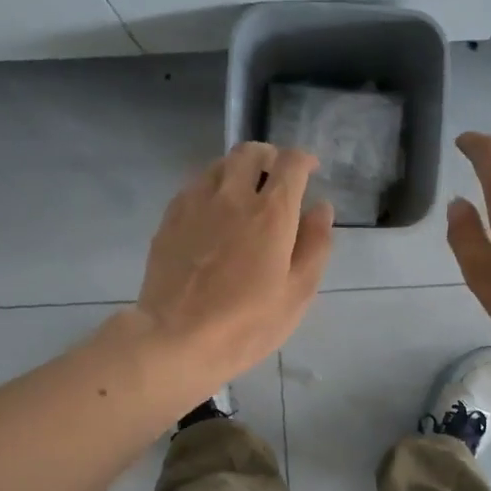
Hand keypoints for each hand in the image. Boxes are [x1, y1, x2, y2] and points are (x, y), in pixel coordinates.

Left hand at [134, 141, 334, 389]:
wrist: (177, 339)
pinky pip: (194, 187)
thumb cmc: (247, 324)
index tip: (310, 171)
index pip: (291, 163)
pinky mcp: (170, 218)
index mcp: (271, 213)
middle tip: (276, 179)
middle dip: (269, 157)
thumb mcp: (297, 293)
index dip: (304, 160)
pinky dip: (211, 189)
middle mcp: (232, 196)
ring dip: (238, 170)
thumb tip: (321, 208)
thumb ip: (315, 245)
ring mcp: (195, 204)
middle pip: (251, 152)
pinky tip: (213, 216)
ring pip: (219, 165)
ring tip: (244, 195)